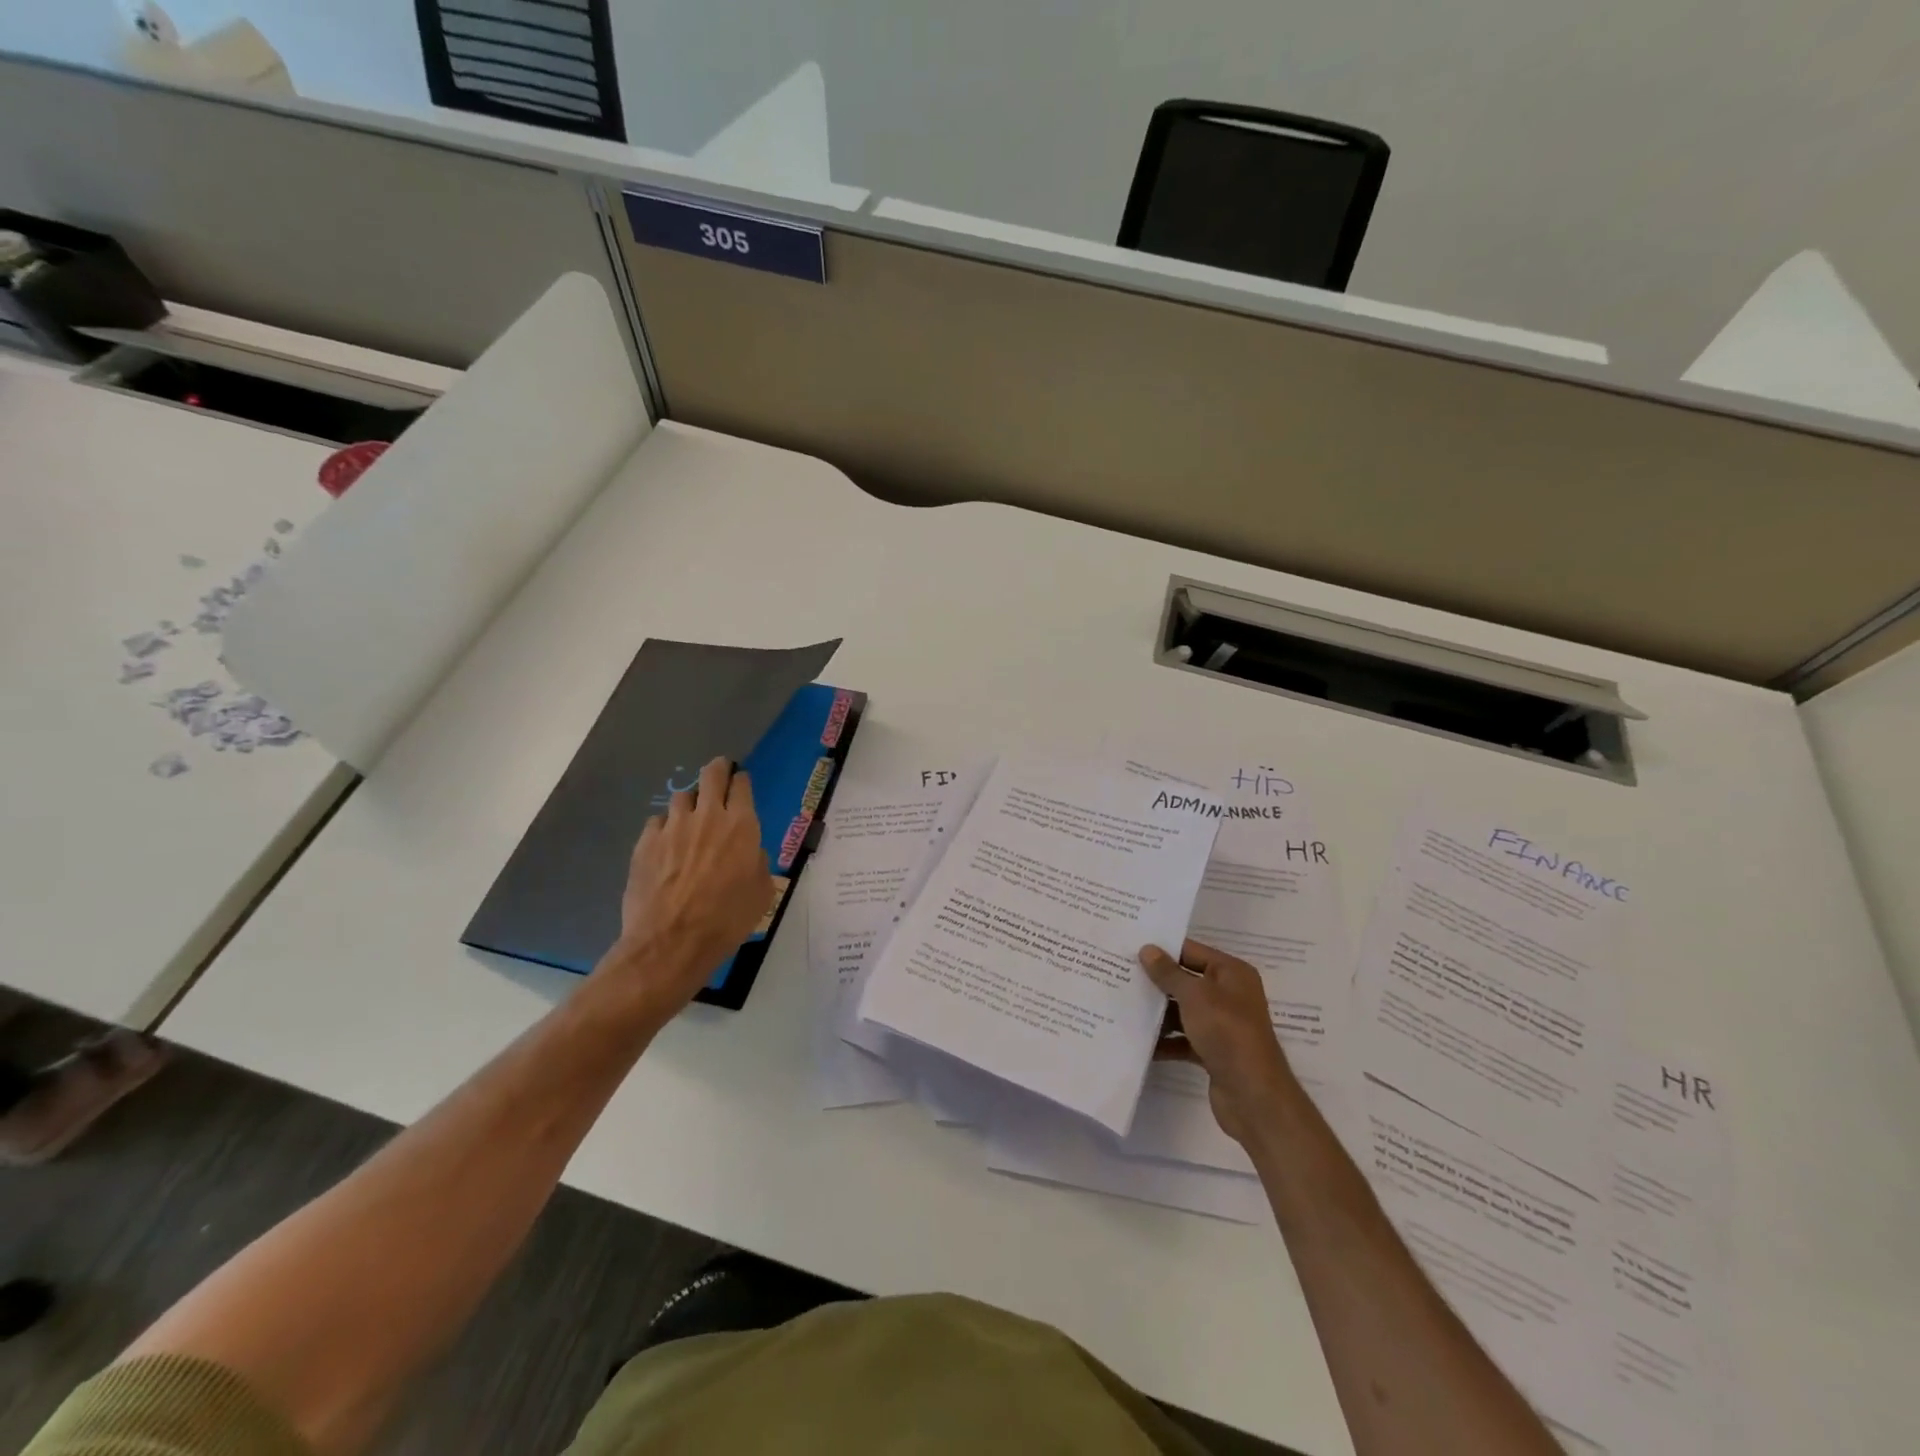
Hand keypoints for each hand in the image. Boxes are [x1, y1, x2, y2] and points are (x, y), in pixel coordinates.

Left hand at [600, 757, 773, 1016]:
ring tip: (690, 817)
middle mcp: (707, 817)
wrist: (672, 942)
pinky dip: (665, 827)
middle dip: (717, 769)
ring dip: (690, 803)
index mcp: (741, 826)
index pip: (741, 785)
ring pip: (682, 797)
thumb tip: (750, 852)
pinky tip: (666, 844)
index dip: (741, 781)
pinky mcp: (645, 842)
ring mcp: (672, 827)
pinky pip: (657, 822)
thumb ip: (758, 863)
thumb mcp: (761, 893)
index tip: (741, 784)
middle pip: (711, 775)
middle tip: (719, 773)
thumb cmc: (727, 920)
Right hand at [1140, 940, 1297, 1146]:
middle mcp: (1229, 995)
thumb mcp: (1195, 996)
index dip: (1163, 949)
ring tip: (1122, 1006)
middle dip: (1156, 981)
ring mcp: (1221, 1024)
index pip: (1191, 951)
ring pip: (1183, 1011)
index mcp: (1231, 973)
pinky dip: (1165, 1041)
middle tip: (1120, 975)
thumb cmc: (1227, 1032)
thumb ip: (1169, 973)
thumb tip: (1147, 949)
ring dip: (1158, 1012)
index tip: (1130, 947)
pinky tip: (1139, 1042)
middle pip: (1186, 981)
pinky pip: (1184, 1039)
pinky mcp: (1213, 1051)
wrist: (1253, 1095)